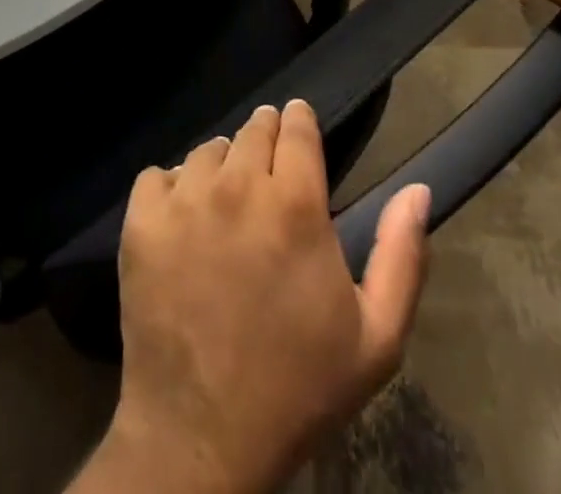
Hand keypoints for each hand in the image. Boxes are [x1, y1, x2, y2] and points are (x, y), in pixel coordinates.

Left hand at [91, 101, 430, 493]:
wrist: (202, 438)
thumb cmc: (298, 389)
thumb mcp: (375, 338)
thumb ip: (401, 255)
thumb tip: (418, 189)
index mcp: (296, 204)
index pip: (296, 126)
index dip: (299, 122)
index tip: (299, 127)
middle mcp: (238, 185)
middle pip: (253, 130)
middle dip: (265, 139)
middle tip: (266, 171)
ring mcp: (184, 200)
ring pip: (207, 151)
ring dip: (221, 166)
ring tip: (227, 203)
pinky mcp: (142, 221)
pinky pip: (157, 175)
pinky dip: (171, 189)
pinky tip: (183, 221)